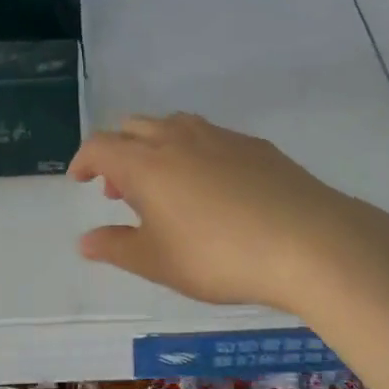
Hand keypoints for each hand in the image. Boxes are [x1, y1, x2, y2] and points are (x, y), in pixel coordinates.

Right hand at [69, 113, 388, 316]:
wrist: (307, 241)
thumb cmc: (219, 257)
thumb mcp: (159, 262)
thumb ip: (117, 247)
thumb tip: (85, 240)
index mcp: (147, 163)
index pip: (101, 146)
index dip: (85, 160)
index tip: (81, 180)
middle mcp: (179, 138)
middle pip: (135, 128)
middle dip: (119, 153)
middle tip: (121, 190)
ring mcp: (221, 137)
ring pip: (175, 126)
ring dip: (157, 148)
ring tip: (165, 186)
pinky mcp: (256, 146)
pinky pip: (211, 138)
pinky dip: (194, 153)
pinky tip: (212, 188)